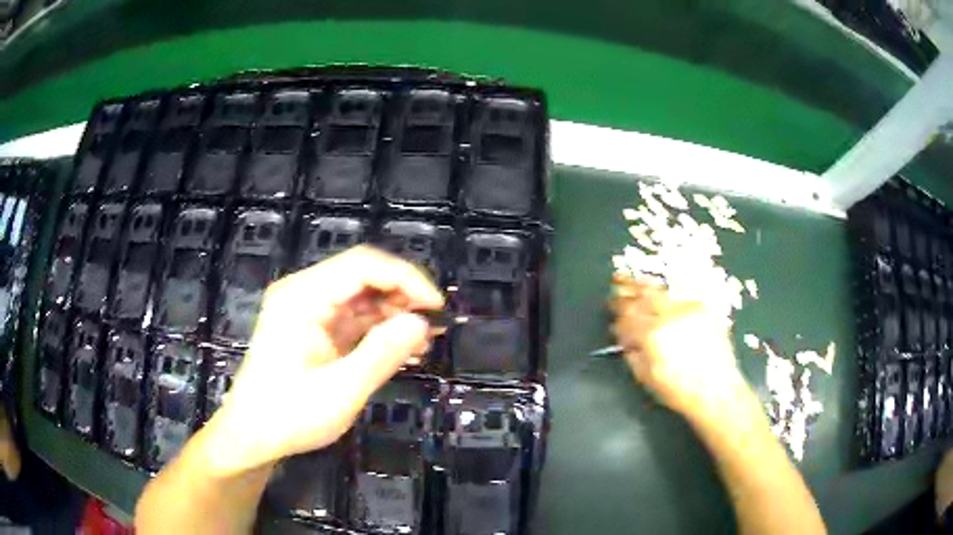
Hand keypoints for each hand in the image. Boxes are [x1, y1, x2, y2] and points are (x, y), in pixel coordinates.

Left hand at [203, 246, 443, 476]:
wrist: (252, 436)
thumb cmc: (289, 415)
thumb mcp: (341, 390)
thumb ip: (382, 353)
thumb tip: (421, 323)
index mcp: (302, 297)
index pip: (362, 265)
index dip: (405, 278)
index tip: (437, 306)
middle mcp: (304, 293)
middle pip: (362, 276)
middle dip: (402, 296)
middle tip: (435, 324)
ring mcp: (308, 311)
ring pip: (361, 297)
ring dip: (394, 314)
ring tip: (426, 339)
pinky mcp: (314, 329)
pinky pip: (354, 319)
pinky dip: (380, 330)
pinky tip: (403, 349)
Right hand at [610, 277, 745, 417]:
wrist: (717, 390)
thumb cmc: (678, 390)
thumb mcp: (646, 377)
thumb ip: (632, 353)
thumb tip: (624, 337)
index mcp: (653, 334)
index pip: (628, 313)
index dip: (617, 307)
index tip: (610, 305)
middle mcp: (670, 315)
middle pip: (644, 293)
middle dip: (629, 287)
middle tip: (618, 281)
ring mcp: (689, 309)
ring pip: (663, 290)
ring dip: (647, 286)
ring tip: (638, 283)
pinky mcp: (704, 309)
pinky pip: (681, 295)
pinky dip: (668, 294)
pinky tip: (664, 295)